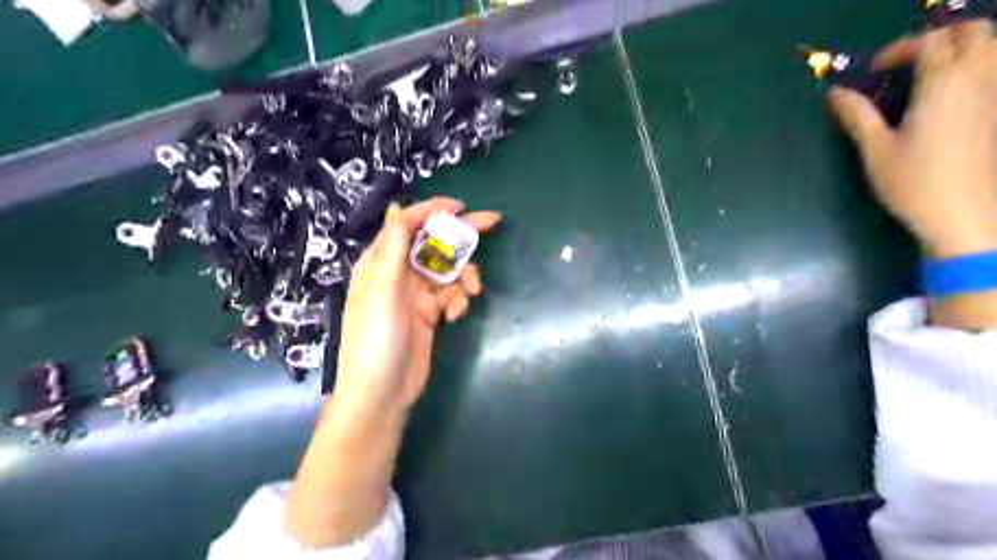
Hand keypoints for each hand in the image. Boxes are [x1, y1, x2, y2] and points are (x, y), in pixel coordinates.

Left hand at [282, 196, 498, 545]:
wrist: (383, 390)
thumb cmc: (377, 336)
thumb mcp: (383, 287)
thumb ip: (393, 246)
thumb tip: (397, 208)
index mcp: (381, 261)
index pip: (407, 224)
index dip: (433, 211)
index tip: (460, 208)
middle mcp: (399, 273)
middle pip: (434, 244)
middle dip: (461, 236)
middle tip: (492, 222)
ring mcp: (417, 294)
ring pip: (448, 271)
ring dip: (465, 277)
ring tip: (474, 291)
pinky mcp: (431, 313)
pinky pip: (451, 295)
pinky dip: (458, 300)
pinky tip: (456, 315)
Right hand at [830, 19, 996, 257]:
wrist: (963, 213)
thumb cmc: (913, 182)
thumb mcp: (876, 150)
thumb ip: (857, 116)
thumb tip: (834, 93)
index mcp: (943, 84)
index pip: (929, 42)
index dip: (898, 49)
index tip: (873, 72)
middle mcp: (979, 79)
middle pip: (972, 32)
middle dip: (939, 38)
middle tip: (907, 63)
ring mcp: (996, 94)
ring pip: (992, 48)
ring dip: (961, 49)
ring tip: (928, 75)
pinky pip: (995, 72)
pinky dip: (974, 69)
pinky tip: (949, 96)